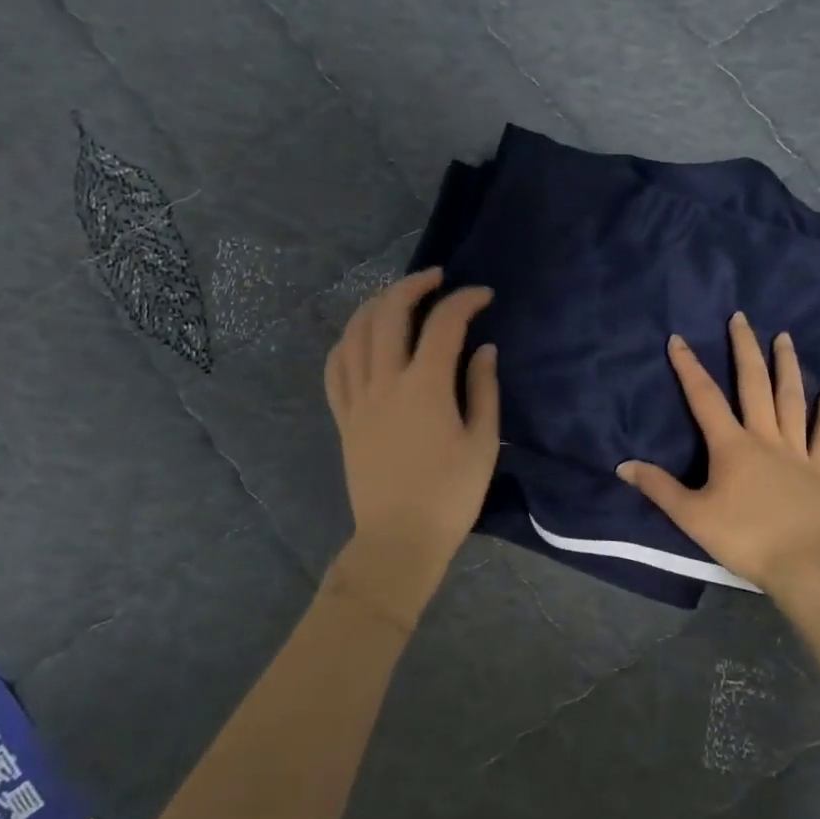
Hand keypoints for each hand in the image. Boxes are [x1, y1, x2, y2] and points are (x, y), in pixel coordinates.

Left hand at [324, 268, 498, 616]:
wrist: (399, 539)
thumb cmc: (450, 496)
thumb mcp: (482, 443)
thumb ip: (483, 389)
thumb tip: (483, 349)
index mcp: (424, 387)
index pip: (443, 324)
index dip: (465, 300)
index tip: (484, 295)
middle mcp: (385, 382)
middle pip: (388, 313)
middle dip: (412, 285)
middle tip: (436, 279)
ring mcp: (357, 398)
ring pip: (355, 333)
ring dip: (376, 304)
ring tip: (397, 297)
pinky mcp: (344, 417)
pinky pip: (335, 366)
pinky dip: (347, 341)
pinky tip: (361, 337)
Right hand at [617, 312, 819, 597]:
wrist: (804, 564)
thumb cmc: (744, 538)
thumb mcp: (692, 516)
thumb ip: (659, 488)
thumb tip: (623, 465)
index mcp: (732, 446)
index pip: (705, 398)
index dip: (689, 367)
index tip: (678, 339)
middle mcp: (765, 438)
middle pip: (754, 385)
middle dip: (745, 349)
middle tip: (741, 318)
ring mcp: (797, 452)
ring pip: (792, 400)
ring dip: (787, 366)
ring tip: (784, 337)